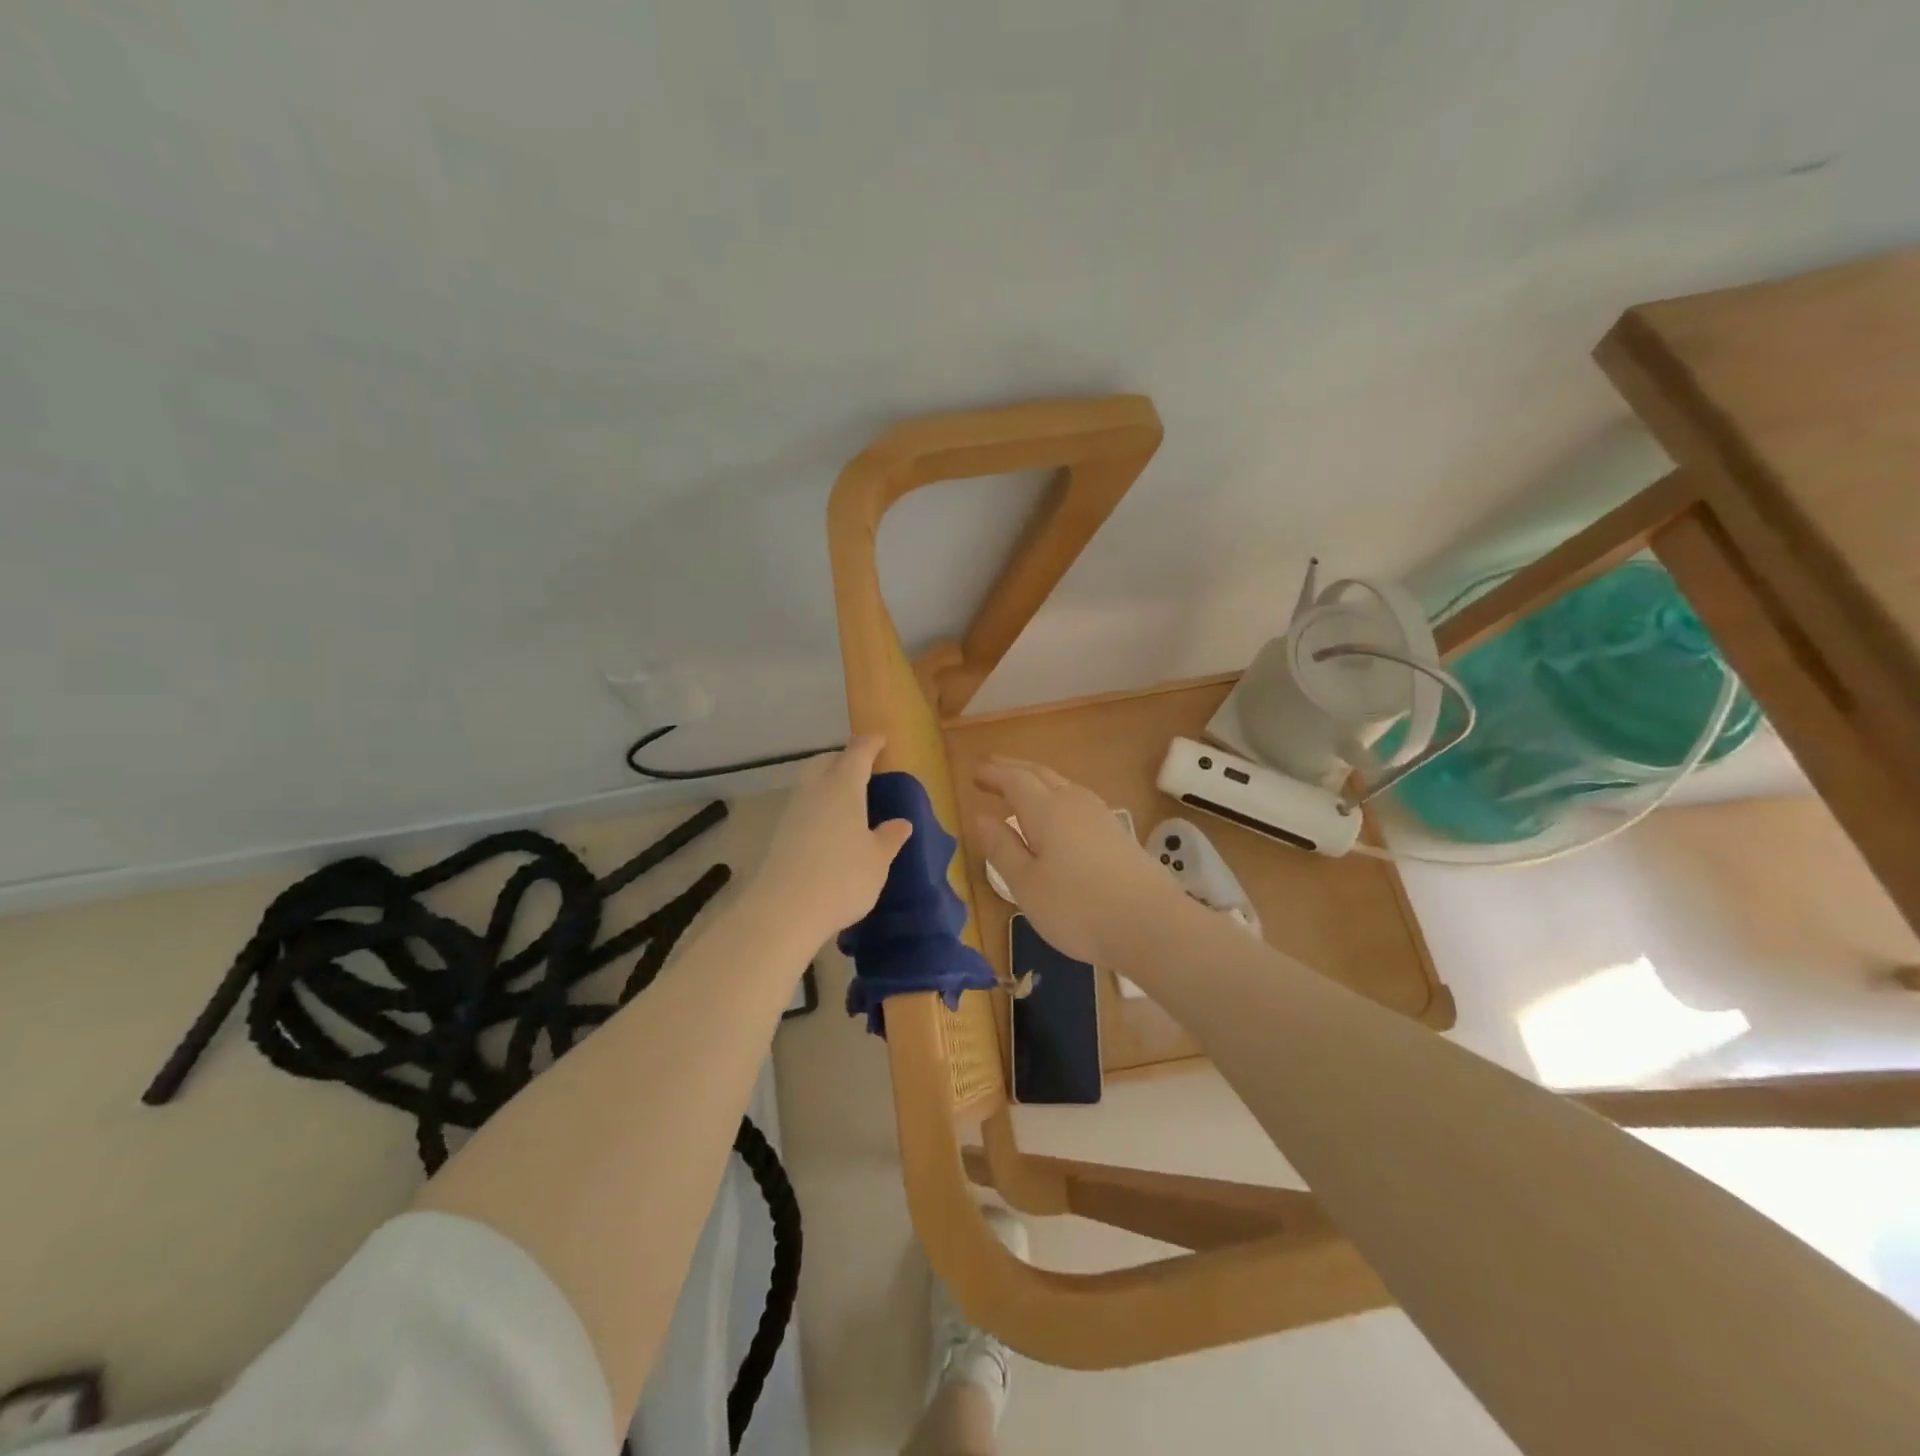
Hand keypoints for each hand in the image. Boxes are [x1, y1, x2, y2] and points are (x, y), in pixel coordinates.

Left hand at [748, 736, 912, 946]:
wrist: (784, 910)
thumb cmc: (843, 878)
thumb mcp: (877, 861)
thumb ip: (889, 838)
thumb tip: (901, 823)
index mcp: (843, 787)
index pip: (857, 753)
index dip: (870, 744)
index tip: (880, 739)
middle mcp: (815, 790)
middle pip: (826, 761)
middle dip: (843, 759)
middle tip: (861, 768)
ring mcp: (792, 811)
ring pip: (810, 782)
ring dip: (826, 781)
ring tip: (846, 798)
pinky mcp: (779, 833)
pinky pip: (802, 806)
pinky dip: (816, 805)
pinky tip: (827, 825)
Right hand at [972, 758, 1186, 965]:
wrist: (1151, 924)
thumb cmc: (1077, 907)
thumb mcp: (1026, 884)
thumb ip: (1002, 849)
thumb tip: (982, 818)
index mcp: (1046, 810)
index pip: (1015, 780)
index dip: (994, 774)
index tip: (975, 774)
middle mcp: (1074, 803)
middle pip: (1041, 774)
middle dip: (1014, 769)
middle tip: (993, 768)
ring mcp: (1100, 816)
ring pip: (1063, 785)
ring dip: (1038, 780)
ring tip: (1022, 789)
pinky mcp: (1117, 834)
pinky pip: (1078, 801)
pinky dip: (1057, 797)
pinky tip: (1058, 817)